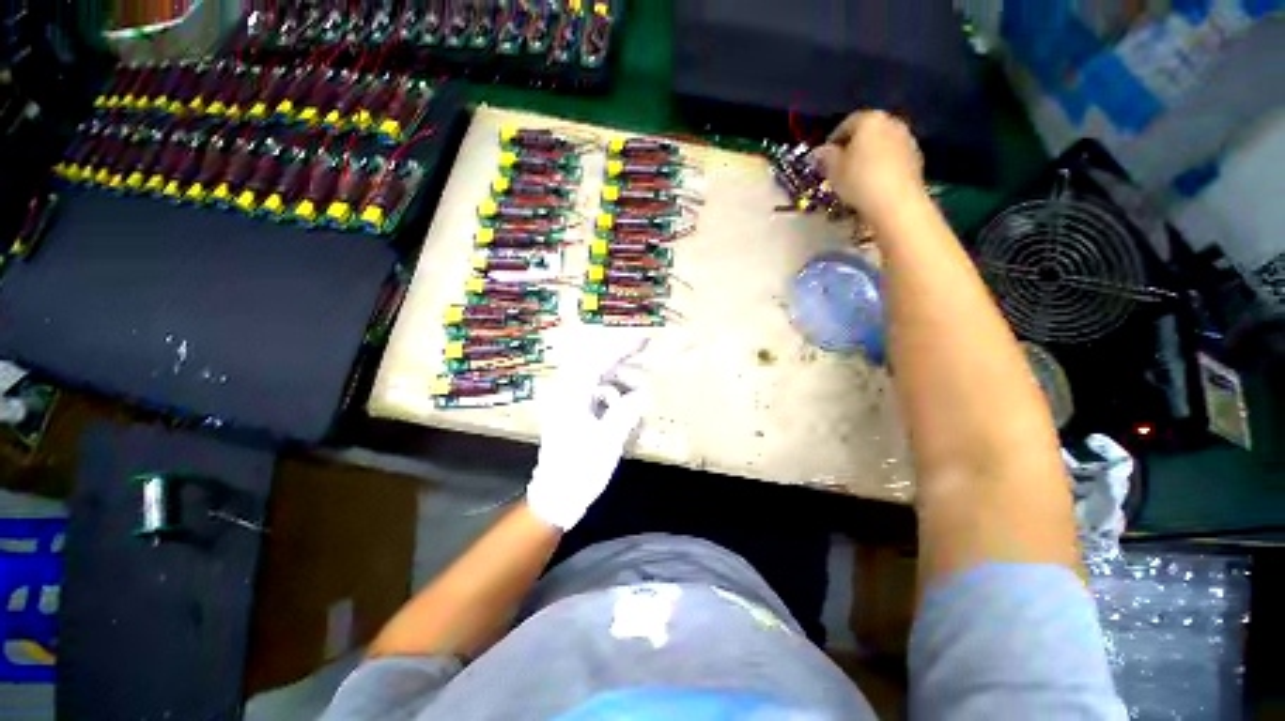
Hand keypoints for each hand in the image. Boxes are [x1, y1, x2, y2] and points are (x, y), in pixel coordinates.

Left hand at [526, 333, 650, 529]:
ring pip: (598, 383)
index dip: (623, 349)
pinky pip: (596, 398)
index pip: (599, 363)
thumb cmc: (580, 470)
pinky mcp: (573, 418)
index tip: (644, 340)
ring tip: (638, 394)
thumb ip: (626, 412)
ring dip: (619, 384)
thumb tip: (641, 393)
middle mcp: (568, 397)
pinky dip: (612, 399)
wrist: (555, 498)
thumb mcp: (608, 441)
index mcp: (573, 398)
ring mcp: (569, 407)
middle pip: (598, 369)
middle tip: (645, 361)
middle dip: (623, 363)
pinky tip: (625, 410)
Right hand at [813, 110, 925, 223]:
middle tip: (839, 166)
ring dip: (869, 157)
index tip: (824, 157)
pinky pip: (893, 158)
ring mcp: (907, 140)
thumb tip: (819, 152)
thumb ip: (825, 156)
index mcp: (870, 119)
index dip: (833, 140)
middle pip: (868, 132)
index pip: (847, 123)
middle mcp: (892, 122)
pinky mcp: (917, 158)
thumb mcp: (833, 170)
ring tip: (856, 177)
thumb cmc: (859, 181)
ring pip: (882, 145)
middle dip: (853, 147)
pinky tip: (874, 183)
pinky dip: (882, 166)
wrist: (896, 203)